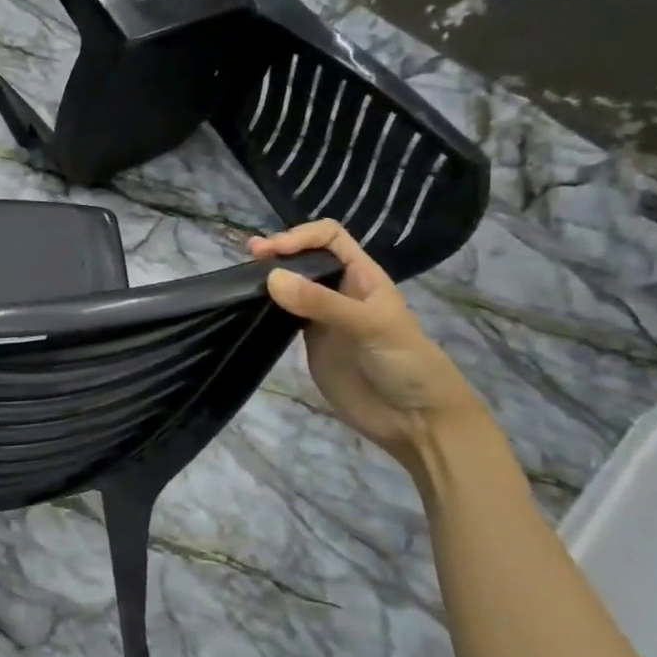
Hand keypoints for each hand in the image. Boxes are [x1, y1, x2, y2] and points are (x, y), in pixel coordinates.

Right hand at [249, 221, 484, 464]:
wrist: (416, 421)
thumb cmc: (405, 364)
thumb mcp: (369, 326)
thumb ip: (321, 302)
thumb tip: (271, 277)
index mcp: (363, 276)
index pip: (329, 237)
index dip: (301, 236)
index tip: (273, 251)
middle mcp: (341, 290)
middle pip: (305, 257)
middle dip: (278, 252)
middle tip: (249, 258)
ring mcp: (323, 317)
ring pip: (291, 286)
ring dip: (268, 278)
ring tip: (241, 277)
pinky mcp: (310, 343)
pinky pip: (283, 316)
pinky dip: (265, 307)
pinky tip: (250, 306)